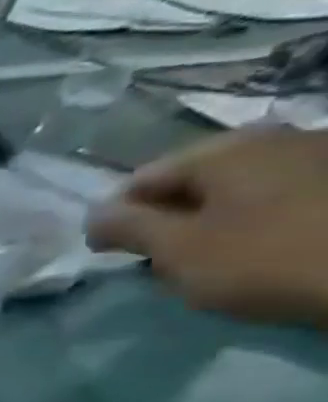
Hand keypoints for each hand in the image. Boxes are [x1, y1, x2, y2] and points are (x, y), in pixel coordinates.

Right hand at [87, 128, 327, 327]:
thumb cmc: (268, 259)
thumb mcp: (177, 249)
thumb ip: (125, 227)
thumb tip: (96, 216)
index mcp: (224, 150)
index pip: (139, 180)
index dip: (115, 218)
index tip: (111, 255)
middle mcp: (275, 139)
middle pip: (193, 183)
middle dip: (170, 219)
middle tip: (163, 263)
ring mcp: (324, 157)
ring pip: (239, 191)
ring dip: (216, 223)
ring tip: (216, 262)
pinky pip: (283, 200)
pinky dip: (261, 223)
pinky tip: (268, 253)